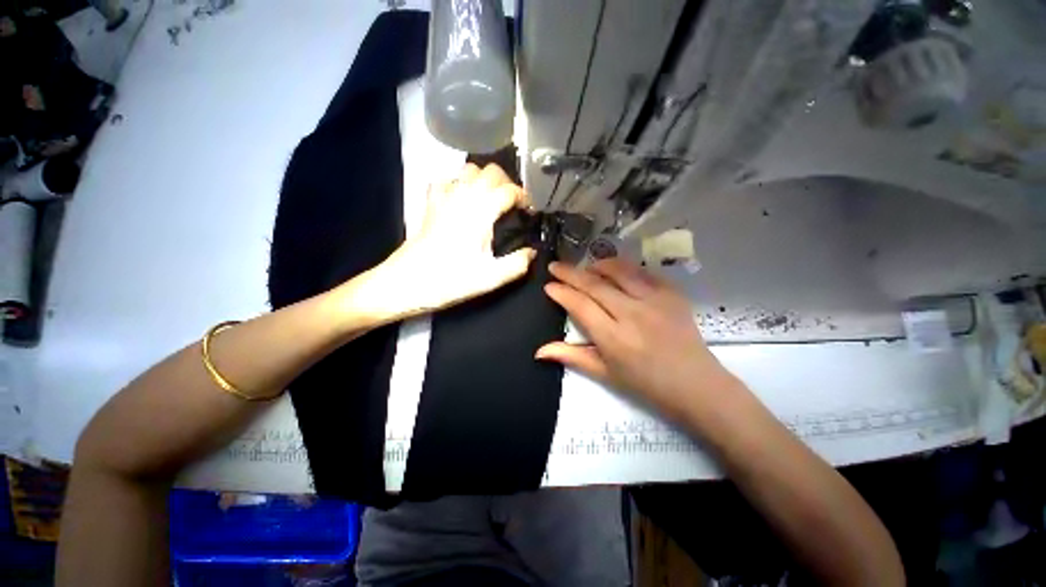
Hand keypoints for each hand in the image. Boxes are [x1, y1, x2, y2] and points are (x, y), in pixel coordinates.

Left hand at [346, 163, 536, 322]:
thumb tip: (531, 253)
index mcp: (482, 212)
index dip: (524, 198)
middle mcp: (465, 197)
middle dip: (506, 182)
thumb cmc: (447, 281)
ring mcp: (445, 197)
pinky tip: (460, 200)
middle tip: (511, 203)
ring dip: (482, 179)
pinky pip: (445, 181)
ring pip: (469, 170)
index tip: (528, 212)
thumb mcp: (488, 279)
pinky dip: (456, 184)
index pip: (510, 190)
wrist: (405, 282)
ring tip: (488, 198)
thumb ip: (516, 264)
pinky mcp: (430, 203)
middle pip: (491, 171)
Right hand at [536, 258, 729, 421]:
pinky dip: (627, 269)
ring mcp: (654, 300)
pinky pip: (644, 273)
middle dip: (572, 273)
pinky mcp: (671, 293)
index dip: (562, 292)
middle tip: (557, 266)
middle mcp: (632, 313)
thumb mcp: (607, 375)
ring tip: (587, 266)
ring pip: (620, 271)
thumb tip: (539, 350)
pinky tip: (618, 271)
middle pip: (596, 285)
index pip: (581, 306)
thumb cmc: (647, 384)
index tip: (549, 285)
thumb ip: (574, 357)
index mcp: (614, 338)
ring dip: (599, 265)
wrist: (692, 381)